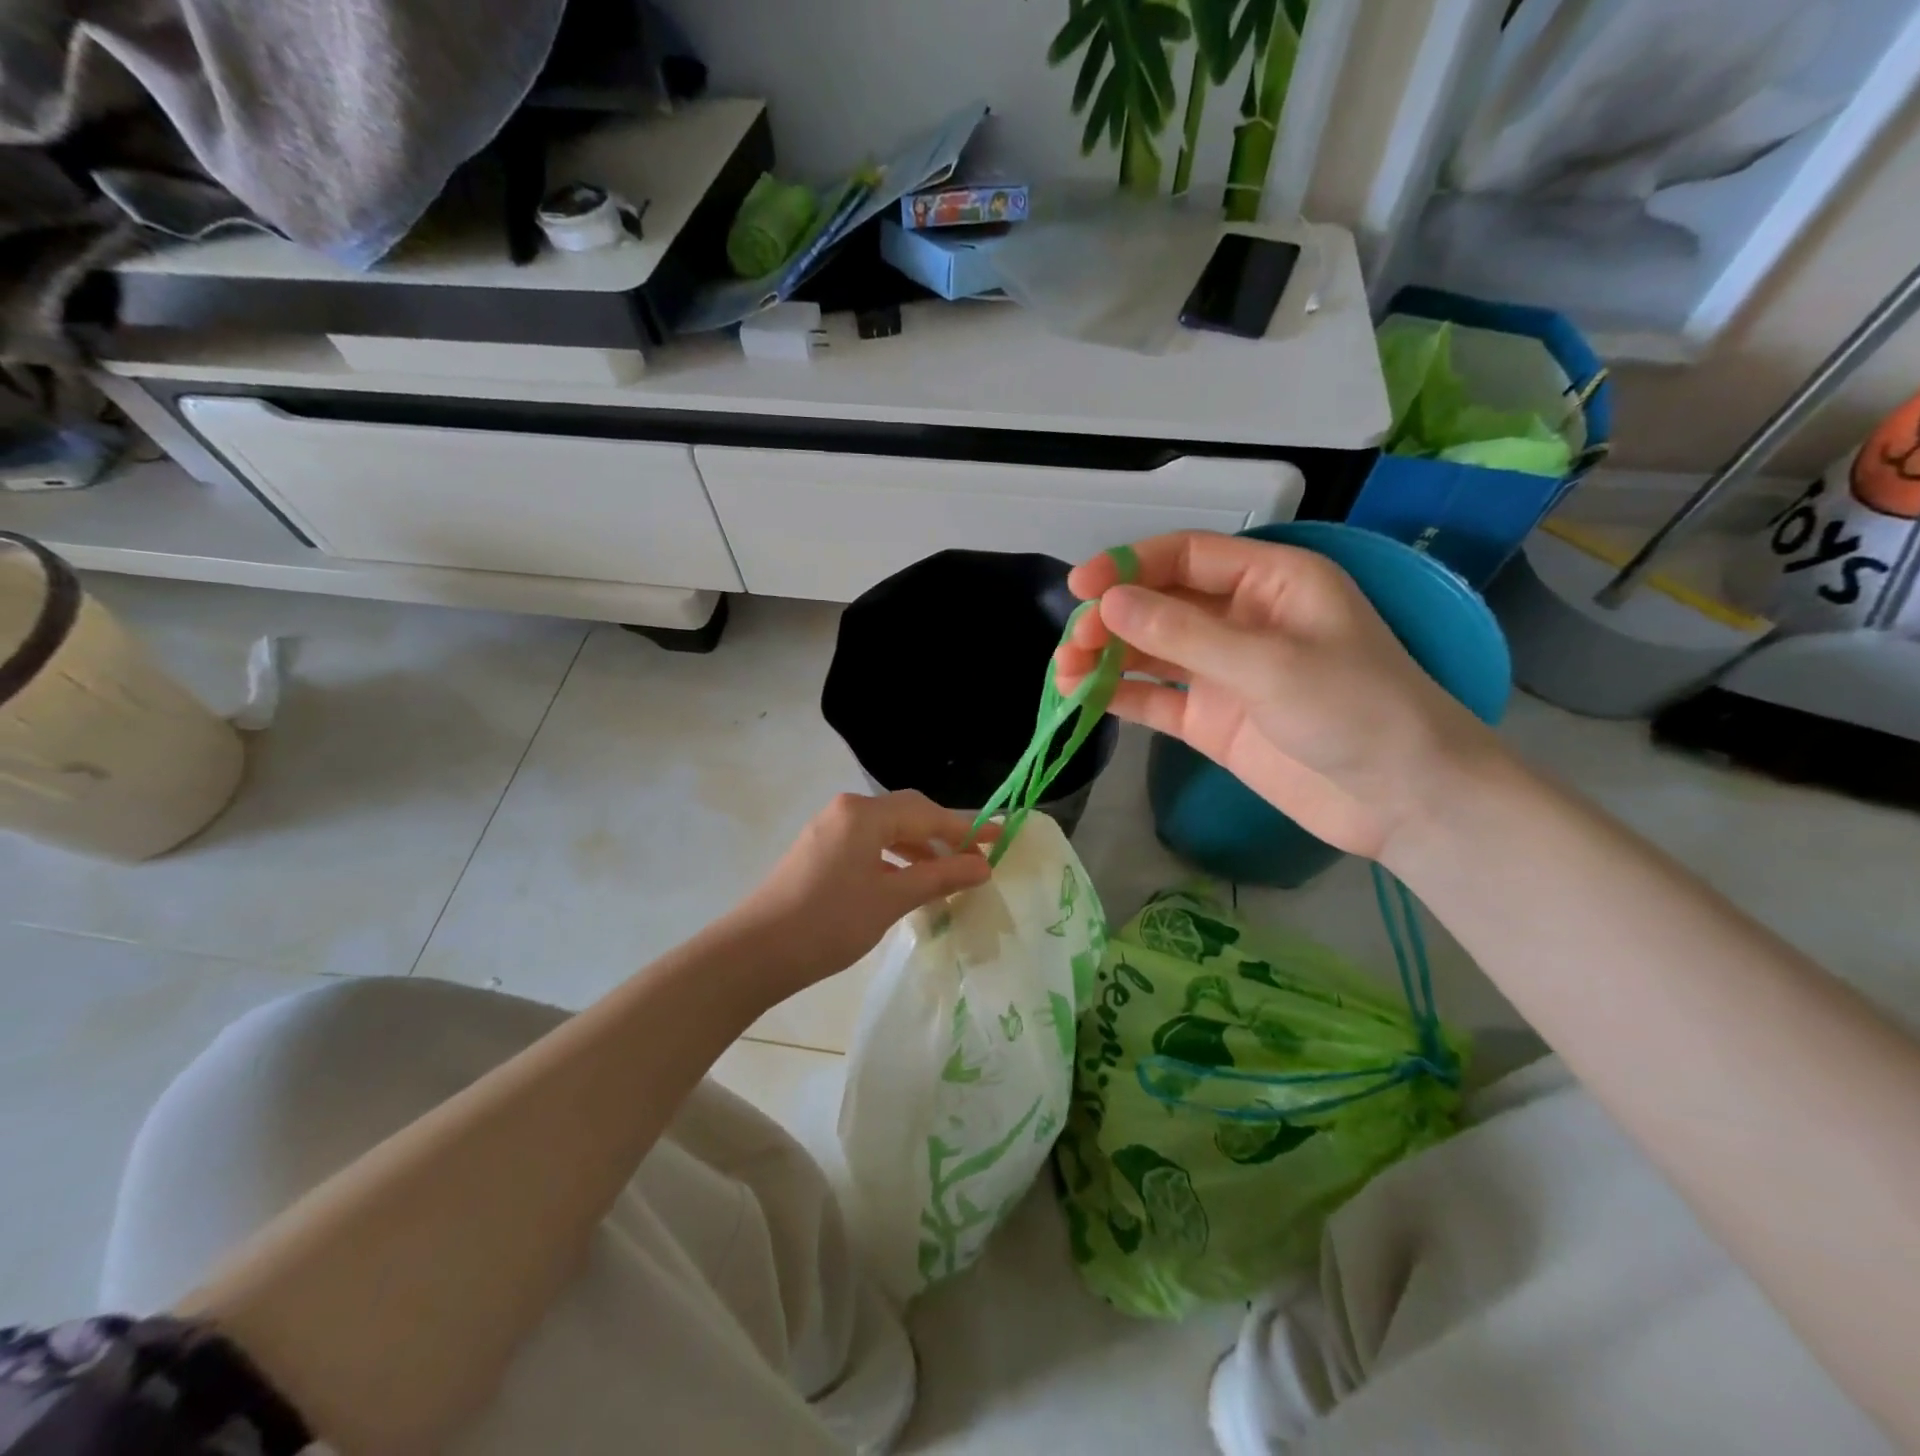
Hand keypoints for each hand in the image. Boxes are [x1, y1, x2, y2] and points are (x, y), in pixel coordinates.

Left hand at [727, 790, 992, 993]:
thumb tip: (983, 865)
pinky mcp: (819, 851)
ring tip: (948, 872)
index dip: (967, 828)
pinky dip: (895, 858)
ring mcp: (829, 829)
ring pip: (887, 830)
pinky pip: (869, 844)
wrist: (755, 952)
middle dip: (944, 834)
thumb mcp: (891, 899)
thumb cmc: (829, 922)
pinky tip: (908, 881)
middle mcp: (846, 811)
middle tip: (976, 858)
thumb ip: (940, 876)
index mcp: (864, 814)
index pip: (928, 813)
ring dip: (920, 847)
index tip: (1001, 838)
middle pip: (908, 814)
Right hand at [1055, 532, 1500, 859]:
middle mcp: (1242, 619)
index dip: (1129, 566)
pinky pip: (1157, 699)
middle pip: (1160, 604)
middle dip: (1112, 619)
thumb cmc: (1356, 710)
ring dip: (1107, 658)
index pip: (1186, 557)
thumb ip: (1184, 634)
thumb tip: (1107, 605)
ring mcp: (1225, 672)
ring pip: (1151, 653)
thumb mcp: (1269, 664)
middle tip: (1073, 645)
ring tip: (1064, 673)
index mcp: (1271, 581)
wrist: (1403, 801)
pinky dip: (1121, 696)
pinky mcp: (1212, 720)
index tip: (1080, 587)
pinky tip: (1083, 698)